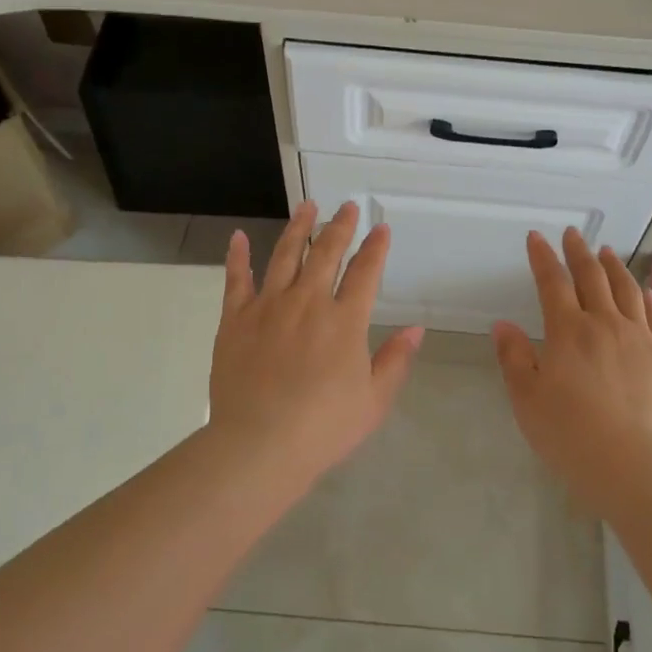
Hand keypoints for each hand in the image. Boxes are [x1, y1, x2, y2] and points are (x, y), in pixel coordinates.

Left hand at [208, 200, 423, 481]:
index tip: (381, 228)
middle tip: (347, 207)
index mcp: (345, 321)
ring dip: (299, 228)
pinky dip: (238, 256)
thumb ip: (395, 360)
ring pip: (285, 255)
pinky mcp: (235, 319)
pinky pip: (236, 279)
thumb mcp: (373, 400)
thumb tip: (416, 329)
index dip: (375, 248)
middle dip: (340, 227)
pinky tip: (240, 236)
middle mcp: (308, 302)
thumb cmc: (323, 428)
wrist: (259, 445)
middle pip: (326, 253)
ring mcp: (268, 306)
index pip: (365, 273)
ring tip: (307, 206)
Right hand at [492, 229, 651, 507]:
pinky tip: (644, 290)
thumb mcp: (527, 398)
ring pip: (626, 290)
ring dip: (614, 267)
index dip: (543, 257)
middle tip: (573, 234)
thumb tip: (503, 325)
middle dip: (579, 252)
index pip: (553, 283)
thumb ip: (514, 357)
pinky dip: (647, 298)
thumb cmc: (569, 433)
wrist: (632, 463)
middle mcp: (605, 324)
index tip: (536, 237)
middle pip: (592, 278)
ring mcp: (639, 338)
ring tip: (607, 252)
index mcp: (568, 331)